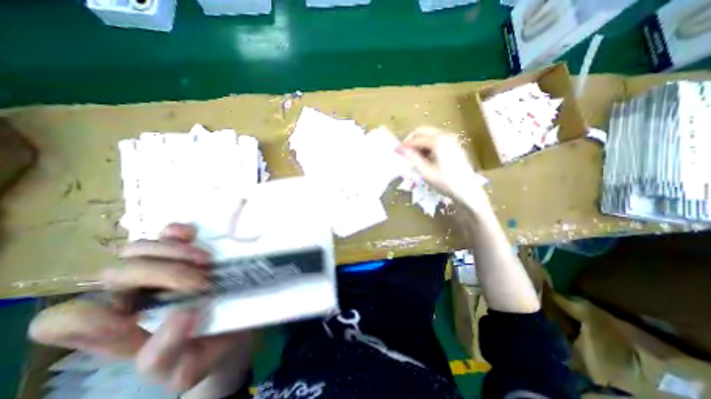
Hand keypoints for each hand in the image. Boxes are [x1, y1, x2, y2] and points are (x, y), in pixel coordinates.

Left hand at [29, 224, 254, 393]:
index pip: (67, 320)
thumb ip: (169, 355)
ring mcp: (161, 268)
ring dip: (174, 253)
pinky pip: (170, 232)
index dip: (91, 316)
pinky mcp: (187, 253)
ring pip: (138, 249)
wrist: (234, 329)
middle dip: (163, 275)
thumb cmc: (207, 350)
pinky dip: (178, 231)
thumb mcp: (186, 369)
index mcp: (120, 330)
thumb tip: (184, 313)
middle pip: (117, 273)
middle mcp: (133, 295)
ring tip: (207, 262)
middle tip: (203, 283)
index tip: (138, 318)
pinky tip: (194, 236)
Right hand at [398, 126, 491, 211]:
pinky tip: (425, 157)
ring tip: (414, 157)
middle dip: (411, 140)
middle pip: (423, 130)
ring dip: (419, 142)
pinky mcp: (453, 144)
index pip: (416, 138)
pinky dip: (427, 144)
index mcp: (439, 142)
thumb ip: (412, 158)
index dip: (405, 144)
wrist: (467, 189)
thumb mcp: (426, 172)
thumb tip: (400, 149)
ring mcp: (451, 138)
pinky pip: (436, 138)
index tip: (396, 151)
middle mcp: (445, 135)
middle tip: (404, 152)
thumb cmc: (445, 182)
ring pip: (429, 134)